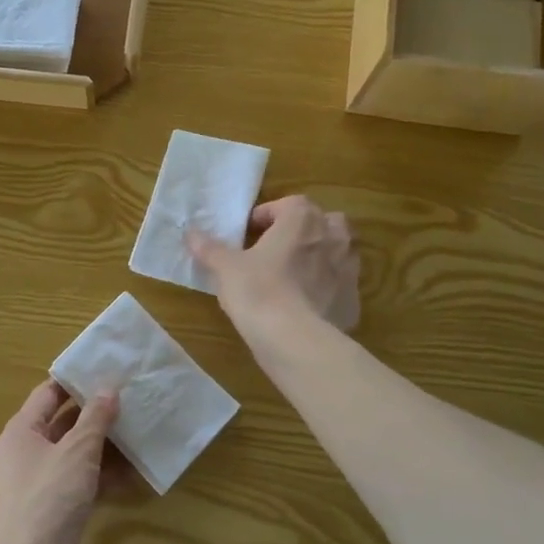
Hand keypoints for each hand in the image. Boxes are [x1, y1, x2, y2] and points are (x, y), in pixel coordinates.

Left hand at [0, 380, 122, 543]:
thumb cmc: (50, 499)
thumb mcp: (77, 451)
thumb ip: (95, 418)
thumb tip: (108, 388)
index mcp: (22, 432)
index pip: (48, 394)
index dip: (75, 381)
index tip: (107, 368)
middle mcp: (29, 453)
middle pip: (65, 423)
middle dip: (96, 412)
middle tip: (131, 396)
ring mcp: (44, 482)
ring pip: (78, 453)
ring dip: (106, 444)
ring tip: (140, 427)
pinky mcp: (60, 508)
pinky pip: (85, 480)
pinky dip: (106, 474)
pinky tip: (136, 469)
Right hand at [186, 194, 360, 333]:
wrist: (295, 340)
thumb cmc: (258, 291)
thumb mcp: (226, 268)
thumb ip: (209, 248)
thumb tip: (190, 233)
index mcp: (303, 219)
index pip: (289, 204)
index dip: (268, 215)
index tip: (250, 232)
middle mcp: (332, 237)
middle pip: (323, 222)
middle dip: (303, 230)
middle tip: (277, 249)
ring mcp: (348, 269)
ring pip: (338, 252)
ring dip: (320, 256)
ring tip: (294, 275)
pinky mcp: (354, 300)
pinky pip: (340, 286)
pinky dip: (328, 289)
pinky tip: (307, 306)